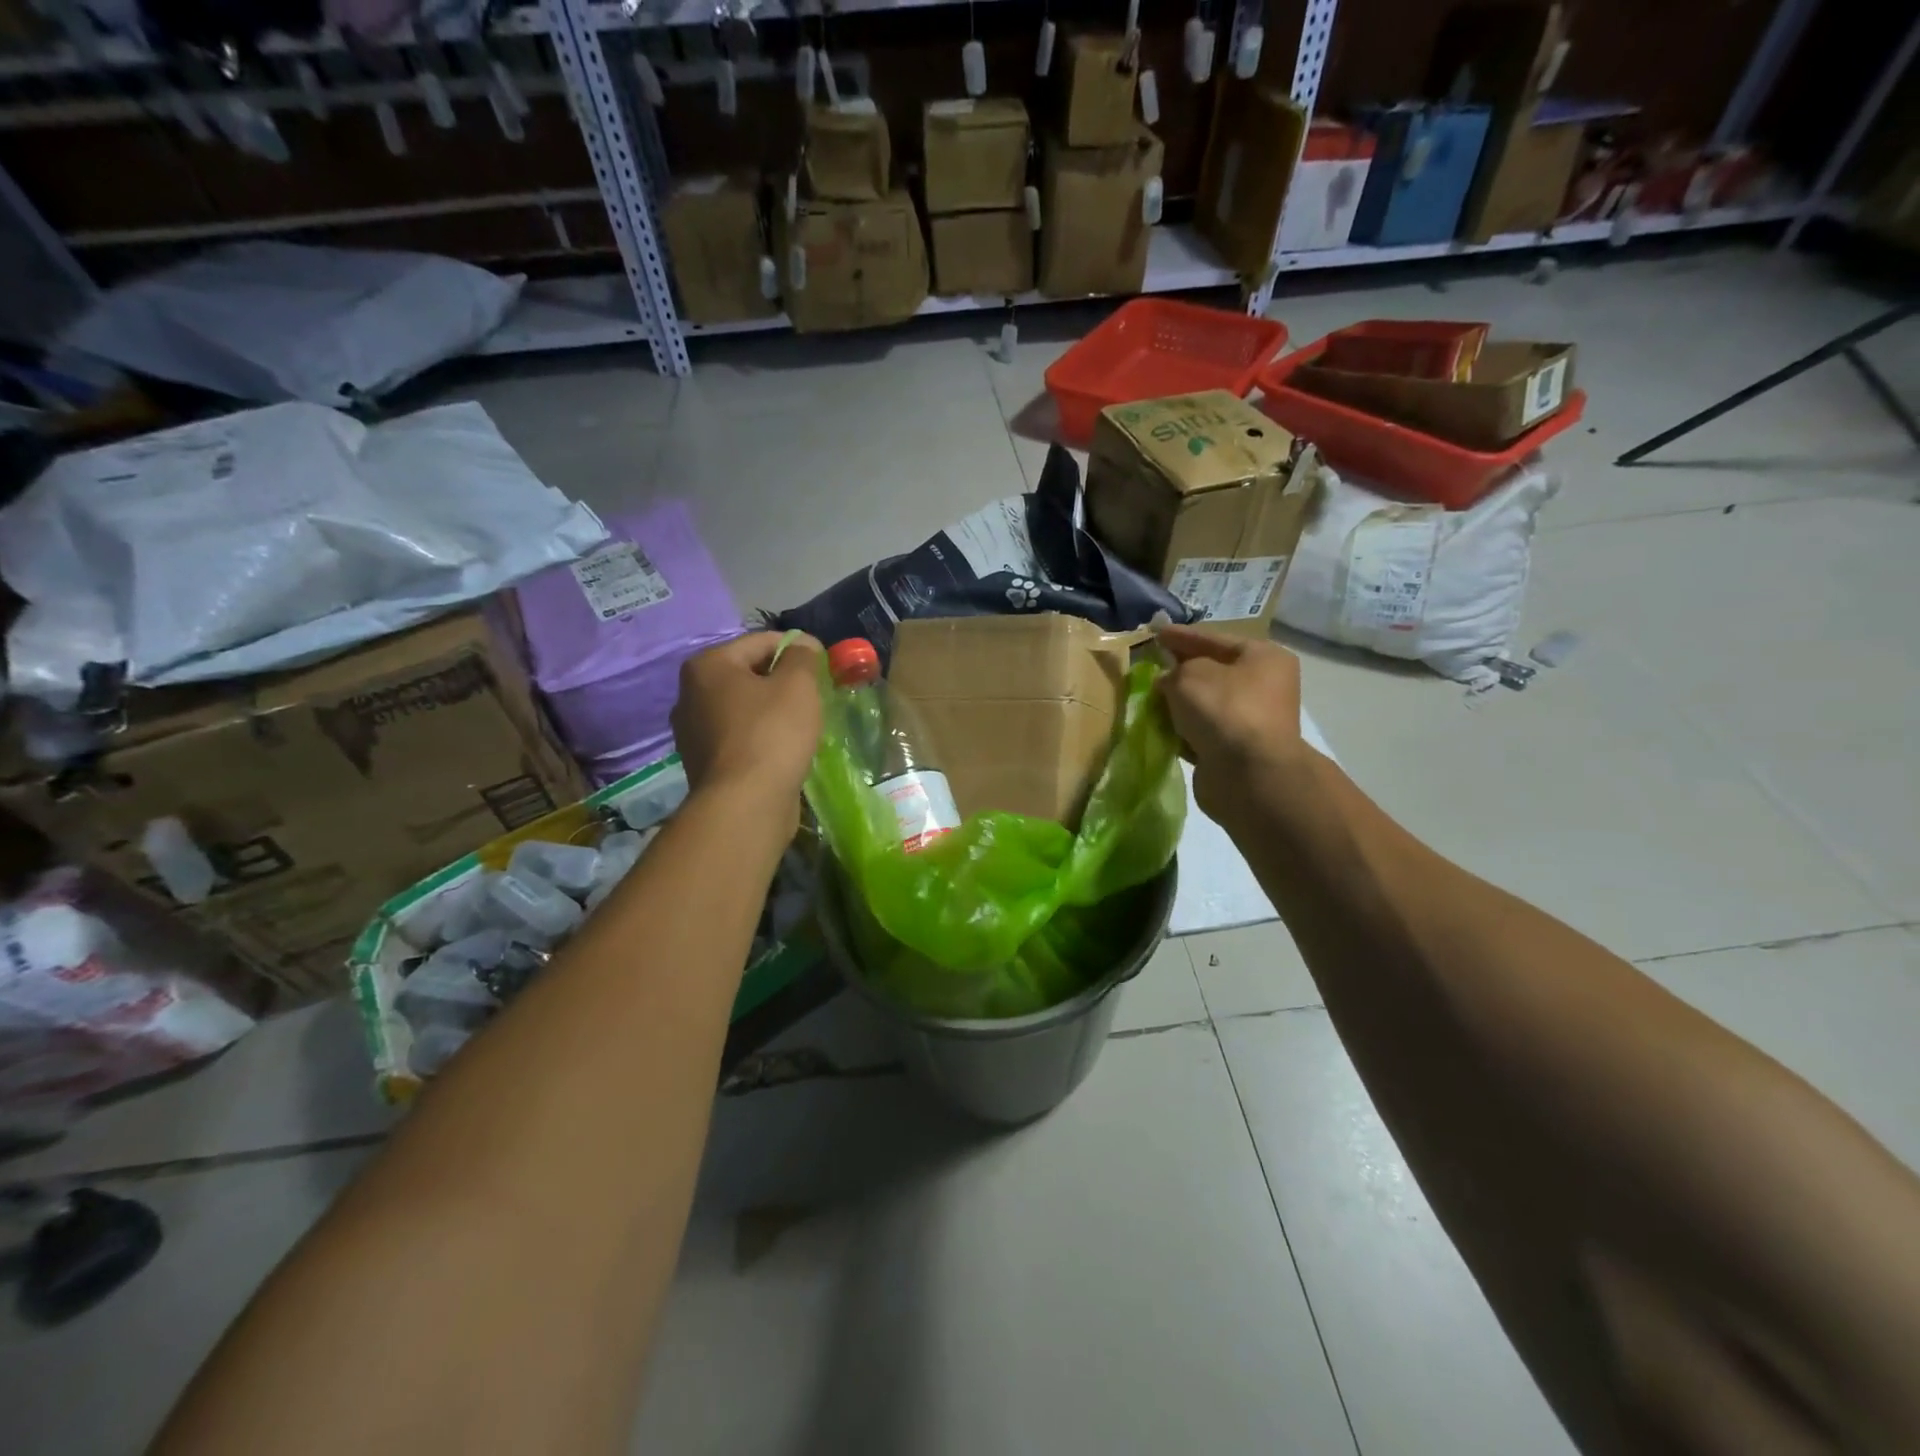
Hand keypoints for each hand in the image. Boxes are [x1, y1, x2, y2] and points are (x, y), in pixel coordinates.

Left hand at [671, 632, 822, 826]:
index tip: (824, 665)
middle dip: (782, 681)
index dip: (797, 648)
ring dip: (772, 711)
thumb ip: (803, 656)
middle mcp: (689, 694)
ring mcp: (692, 732)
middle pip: (748, 674)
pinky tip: (783, 750)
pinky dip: (761, 737)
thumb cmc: (772, 734)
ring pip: (743, 708)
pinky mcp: (704, 763)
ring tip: (801, 725)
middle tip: (814, 697)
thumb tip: (803, 645)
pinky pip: (739, 737)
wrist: (745, 804)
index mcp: (707, 665)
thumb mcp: (798, 685)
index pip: (760, 641)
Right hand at [1155, 624, 1305, 823]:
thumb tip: (1168, 681)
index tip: (1156, 632)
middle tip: (1151, 666)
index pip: (1214, 639)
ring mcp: (1252, 720)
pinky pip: (1204, 731)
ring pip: (1206, 704)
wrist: (1248, 774)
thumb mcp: (1189, 676)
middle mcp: (1264, 686)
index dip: (1182, 636)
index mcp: (1263, 657)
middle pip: (1212, 672)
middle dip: (1180, 670)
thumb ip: (1173, 671)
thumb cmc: (1223, 710)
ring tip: (1149, 699)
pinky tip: (1161, 727)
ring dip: (1179, 703)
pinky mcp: (1238, 749)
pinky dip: (1183, 729)